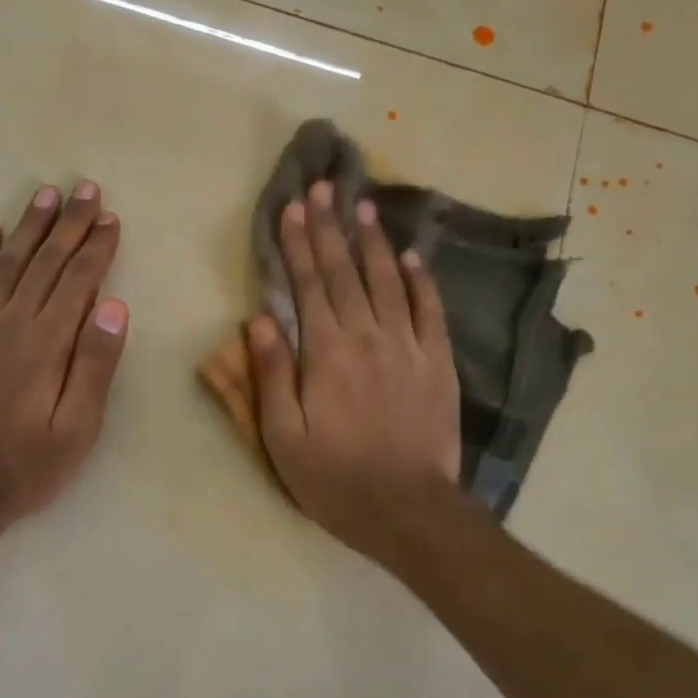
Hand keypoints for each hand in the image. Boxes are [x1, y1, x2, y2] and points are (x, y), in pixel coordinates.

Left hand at [0, 182, 128, 532]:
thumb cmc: (24, 468)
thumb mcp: (77, 430)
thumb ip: (95, 366)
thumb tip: (113, 307)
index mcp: (46, 345)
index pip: (78, 282)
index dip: (96, 248)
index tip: (110, 219)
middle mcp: (8, 324)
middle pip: (44, 263)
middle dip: (68, 224)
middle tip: (85, 189)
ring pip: (4, 265)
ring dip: (26, 228)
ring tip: (44, 195)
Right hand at [246, 179, 460, 563]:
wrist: (407, 509)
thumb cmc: (334, 478)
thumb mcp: (281, 436)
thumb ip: (271, 375)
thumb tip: (259, 320)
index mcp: (326, 352)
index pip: (307, 286)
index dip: (297, 245)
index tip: (291, 209)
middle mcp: (368, 336)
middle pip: (346, 272)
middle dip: (330, 228)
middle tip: (322, 188)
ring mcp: (409, 347)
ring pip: (390, 280)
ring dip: (374, 241)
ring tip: (364, 205)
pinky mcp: (439, 363)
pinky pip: (431, 310)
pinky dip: (421, 279)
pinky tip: (413, 256)